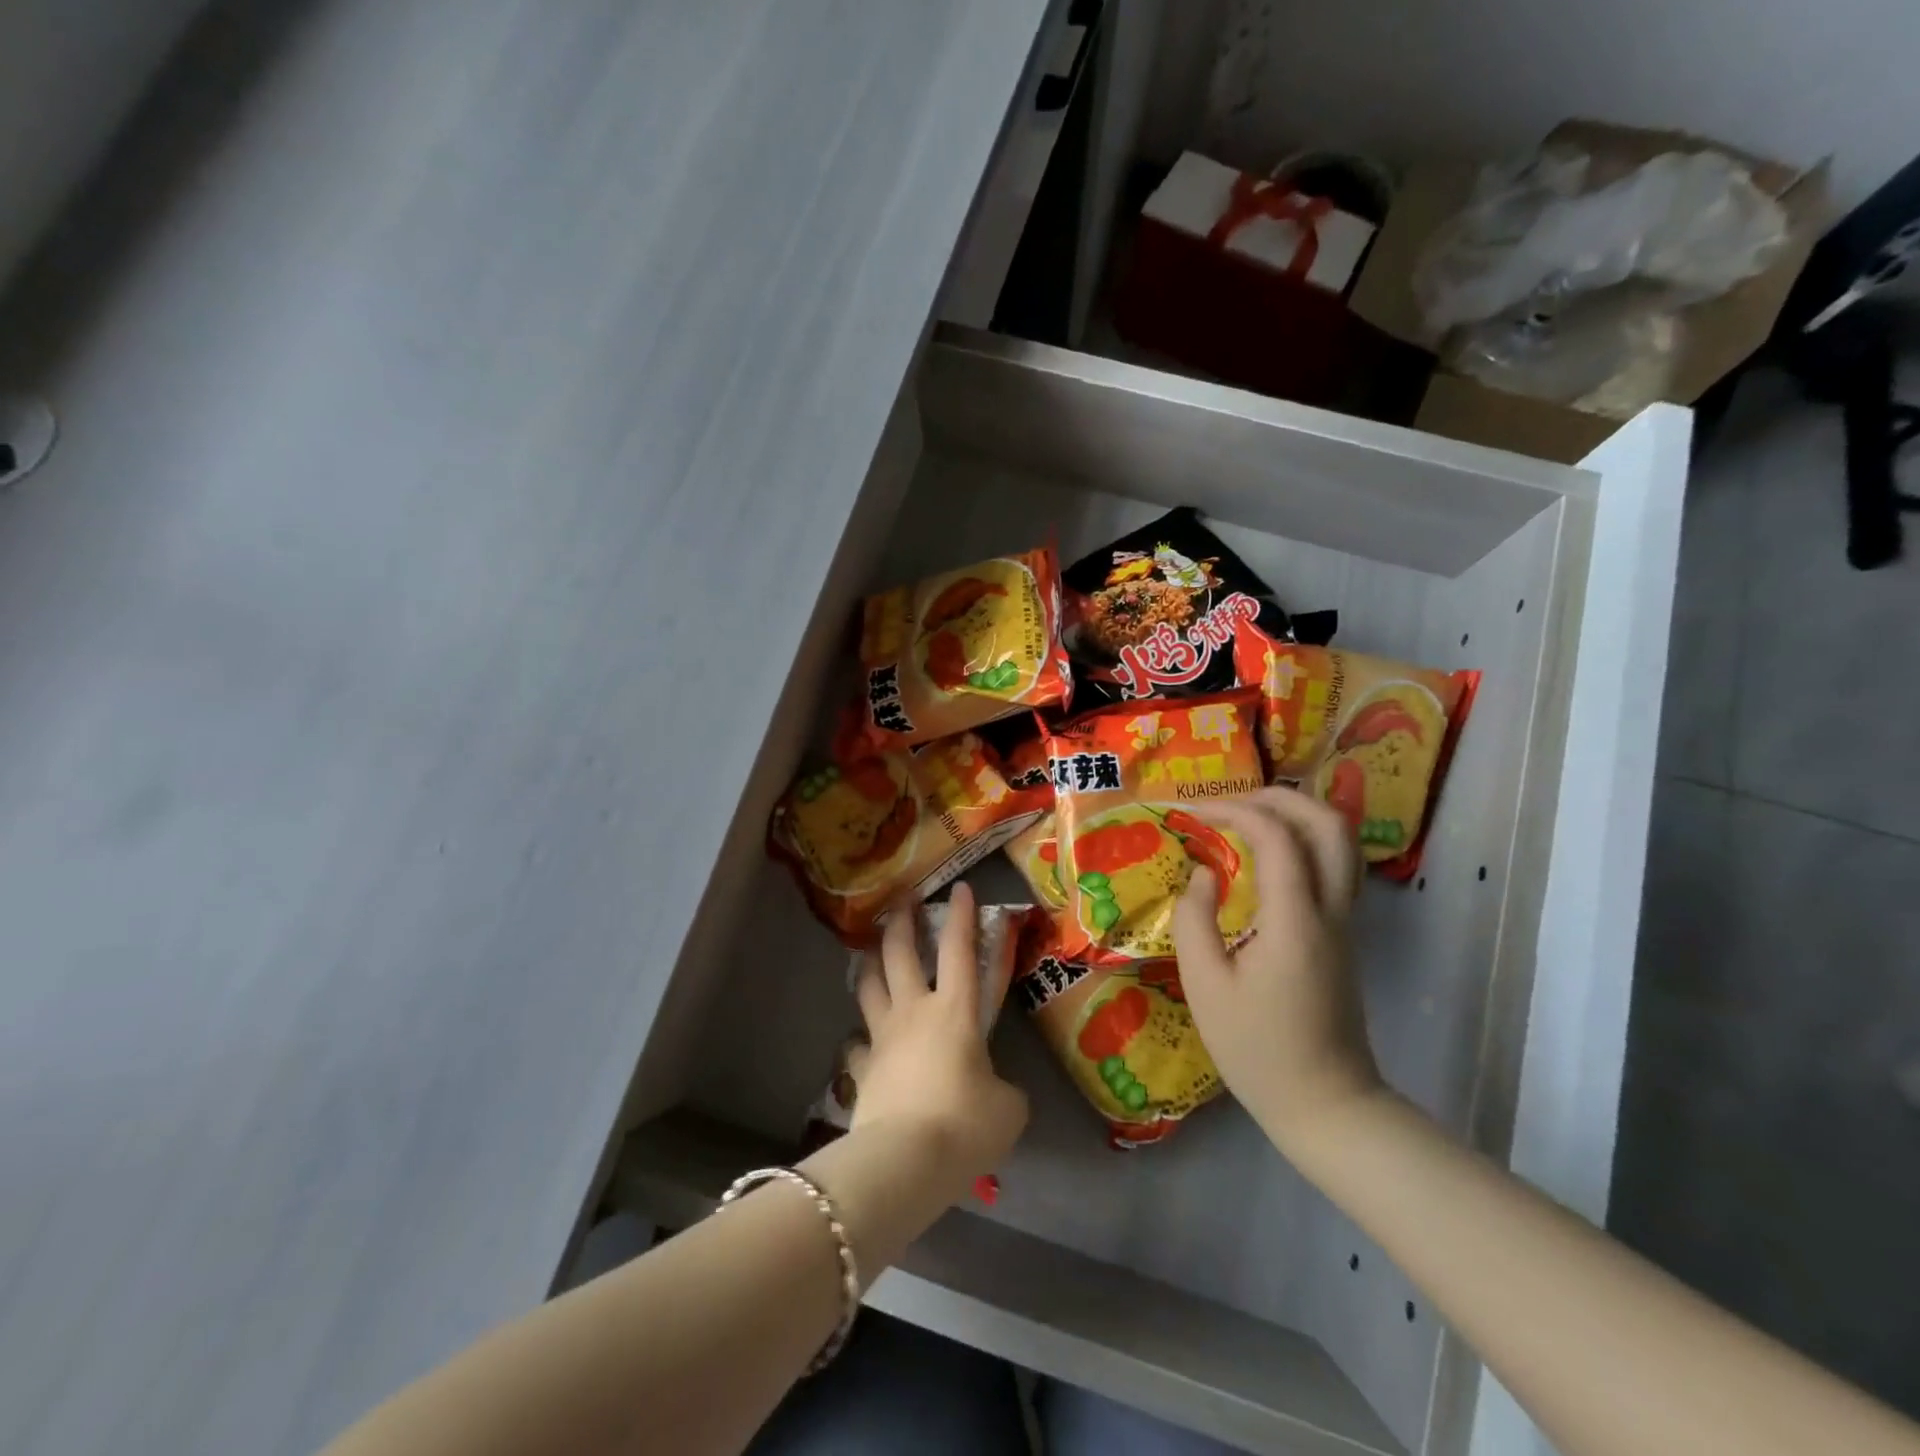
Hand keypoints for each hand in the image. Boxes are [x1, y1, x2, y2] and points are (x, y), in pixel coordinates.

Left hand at [848, 882, 1028, 1183]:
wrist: (906, 1162)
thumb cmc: (965, 1125)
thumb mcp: (1007, 1109)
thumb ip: (1003, 1089)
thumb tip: (994, 1091)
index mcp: (955, 1011)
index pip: (959, 950)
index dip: (960, 916)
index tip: (959, 887)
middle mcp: (914, 1012)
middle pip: (899, 953)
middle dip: (901, 920)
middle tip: (902, 899)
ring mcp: (882, 1038)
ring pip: (868, 985)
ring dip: (870, 961)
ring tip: (871, 949)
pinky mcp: (861, 1071)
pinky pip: (856, 1046)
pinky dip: (859, 1039)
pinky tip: (860, 1041)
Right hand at [1170, 788, 1382, 1158]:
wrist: (1327, 1105)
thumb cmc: (1257, 1049)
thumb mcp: (1205, 986)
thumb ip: (1196, 919)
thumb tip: (1203, 873)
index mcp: (1295, 920)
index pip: (1276, 836)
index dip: (1233, 810)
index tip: (1192, 813)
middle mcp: (1330, 910)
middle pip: (1328, 823)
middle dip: (1279, 797)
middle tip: (1231, 802)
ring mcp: (1344, 922)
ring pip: (1341, 842)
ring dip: (1297, 815)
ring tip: (1248, 817)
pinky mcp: (1343, 935)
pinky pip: (1334, 866)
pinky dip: (1303, 841)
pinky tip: (1267, 856)